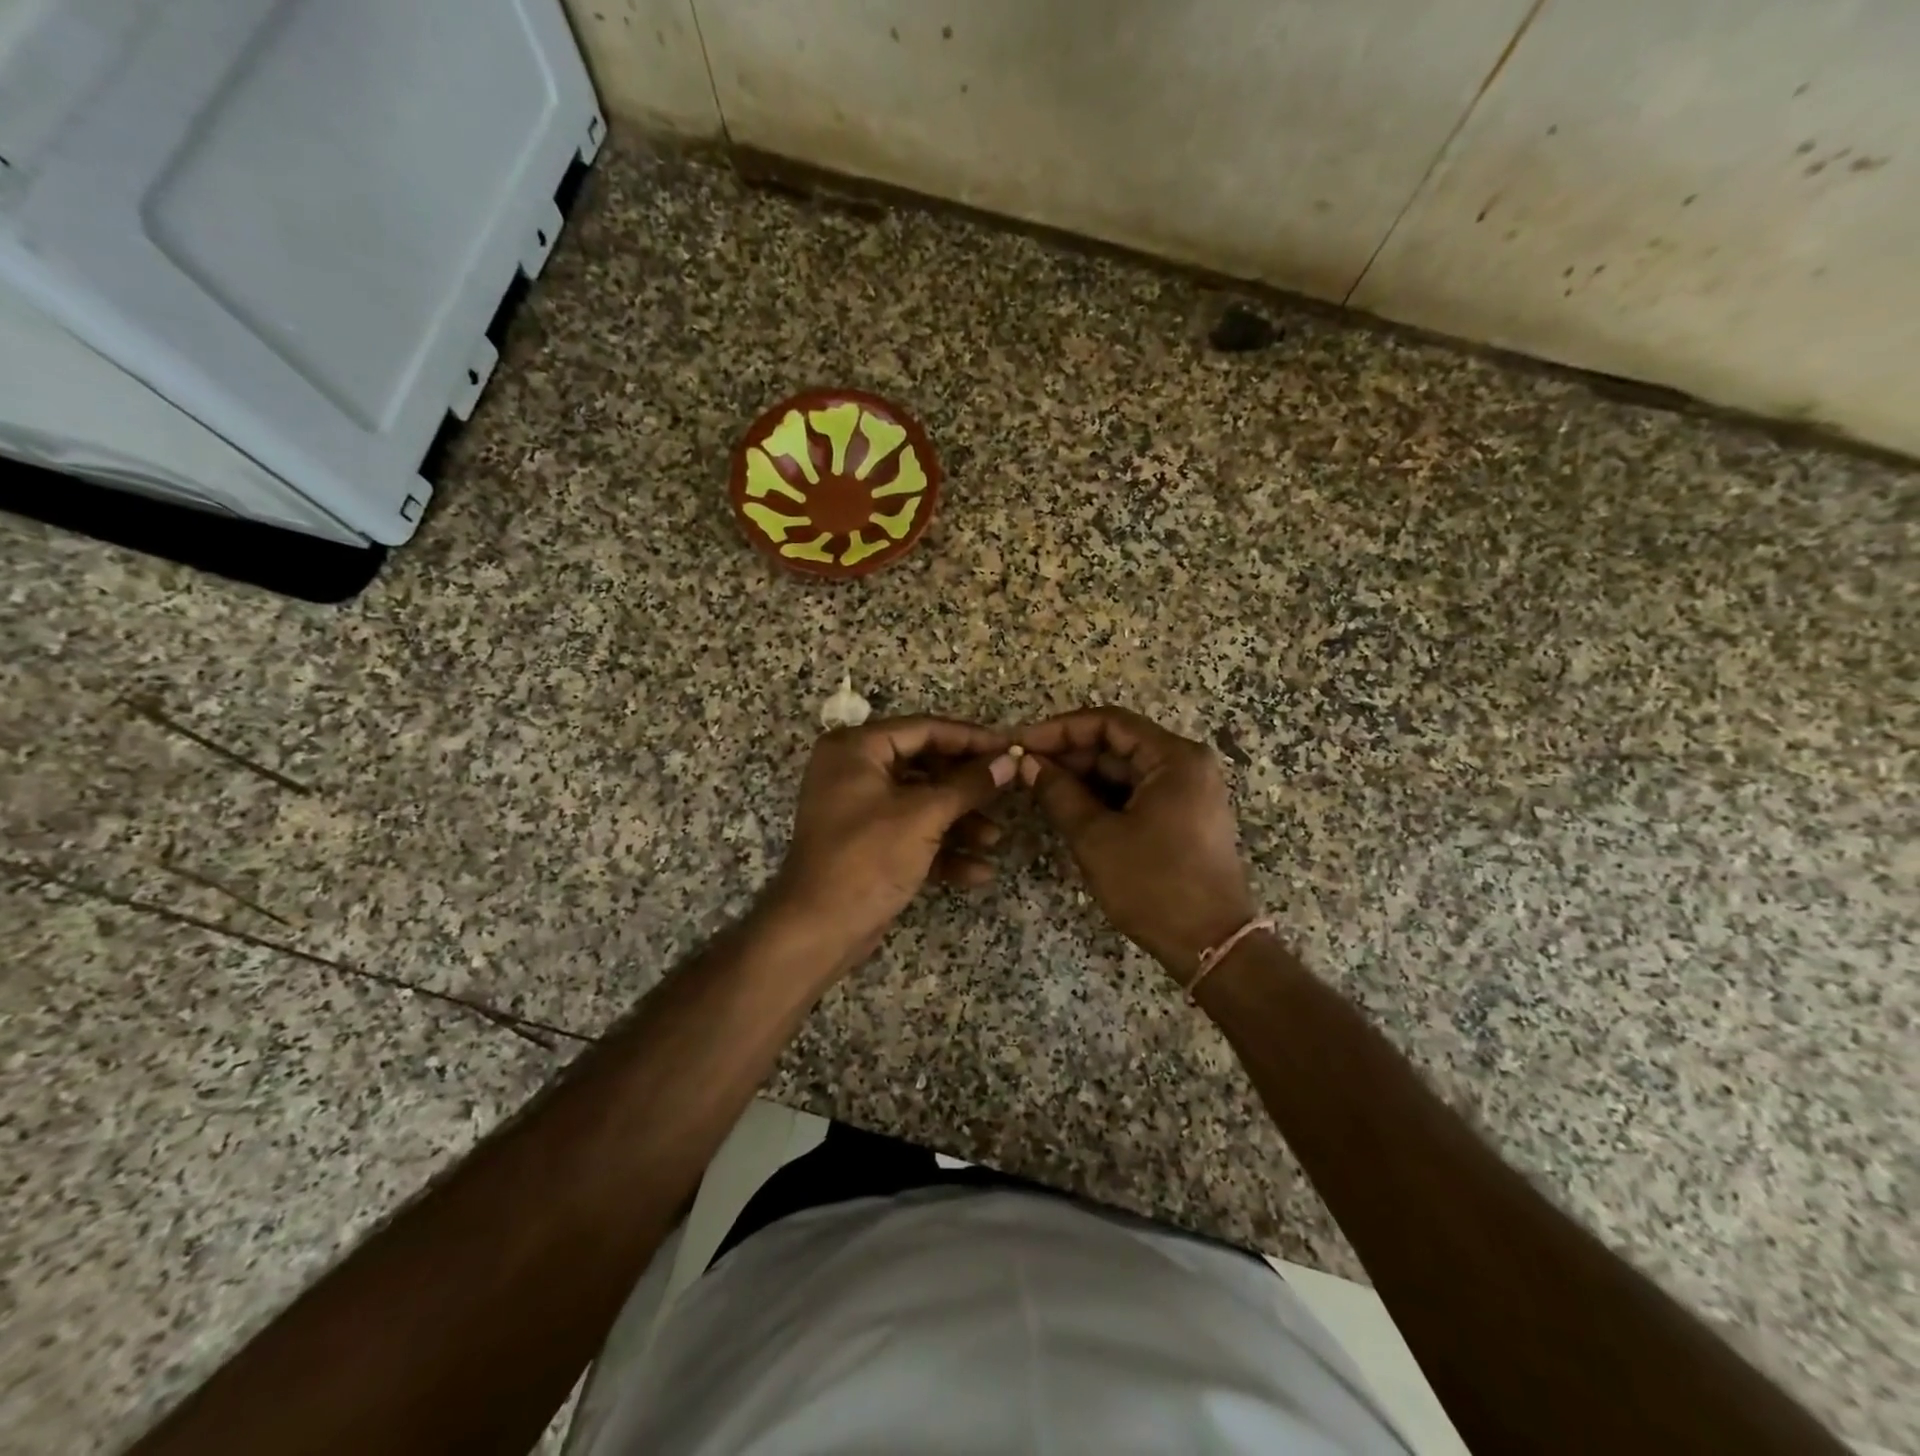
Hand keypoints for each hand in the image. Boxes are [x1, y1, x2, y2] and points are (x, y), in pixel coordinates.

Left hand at [766, 717, 1016, 967]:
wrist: (818, 930)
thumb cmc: (868, 858)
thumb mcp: (924, 815)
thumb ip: (970, 784)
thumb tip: (1010, 760)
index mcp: (856, 748)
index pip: (924, 729)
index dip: (971, 738)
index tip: (1010, 747)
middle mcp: (854, 770)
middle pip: (926, 766)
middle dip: (967, 788)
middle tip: (1008, 791)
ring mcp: (861, 809)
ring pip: (922, 803)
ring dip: (960, 822)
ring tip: (994, 839)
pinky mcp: (869, 844)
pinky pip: (912, 834)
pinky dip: (942, 849)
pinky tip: (979, 872)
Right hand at [1015, 707, 1255, 978]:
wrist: (1210, 945)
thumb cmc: (1153, 885)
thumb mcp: (1096, 837)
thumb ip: (1057, 792)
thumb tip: (1027, 763)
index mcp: (1174, 758)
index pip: (1108, 723)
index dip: (1060, 730)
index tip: (1022, 744)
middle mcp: (1186, 764)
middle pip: (1117, 744)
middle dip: (1069, 755)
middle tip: (1023, 769)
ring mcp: (1187, 791)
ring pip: (1124, 770)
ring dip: (1082, 777)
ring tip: (1037, 788)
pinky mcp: (1182, 815)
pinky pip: (1135, 792)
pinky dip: (1102, 797)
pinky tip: (1067, 807)